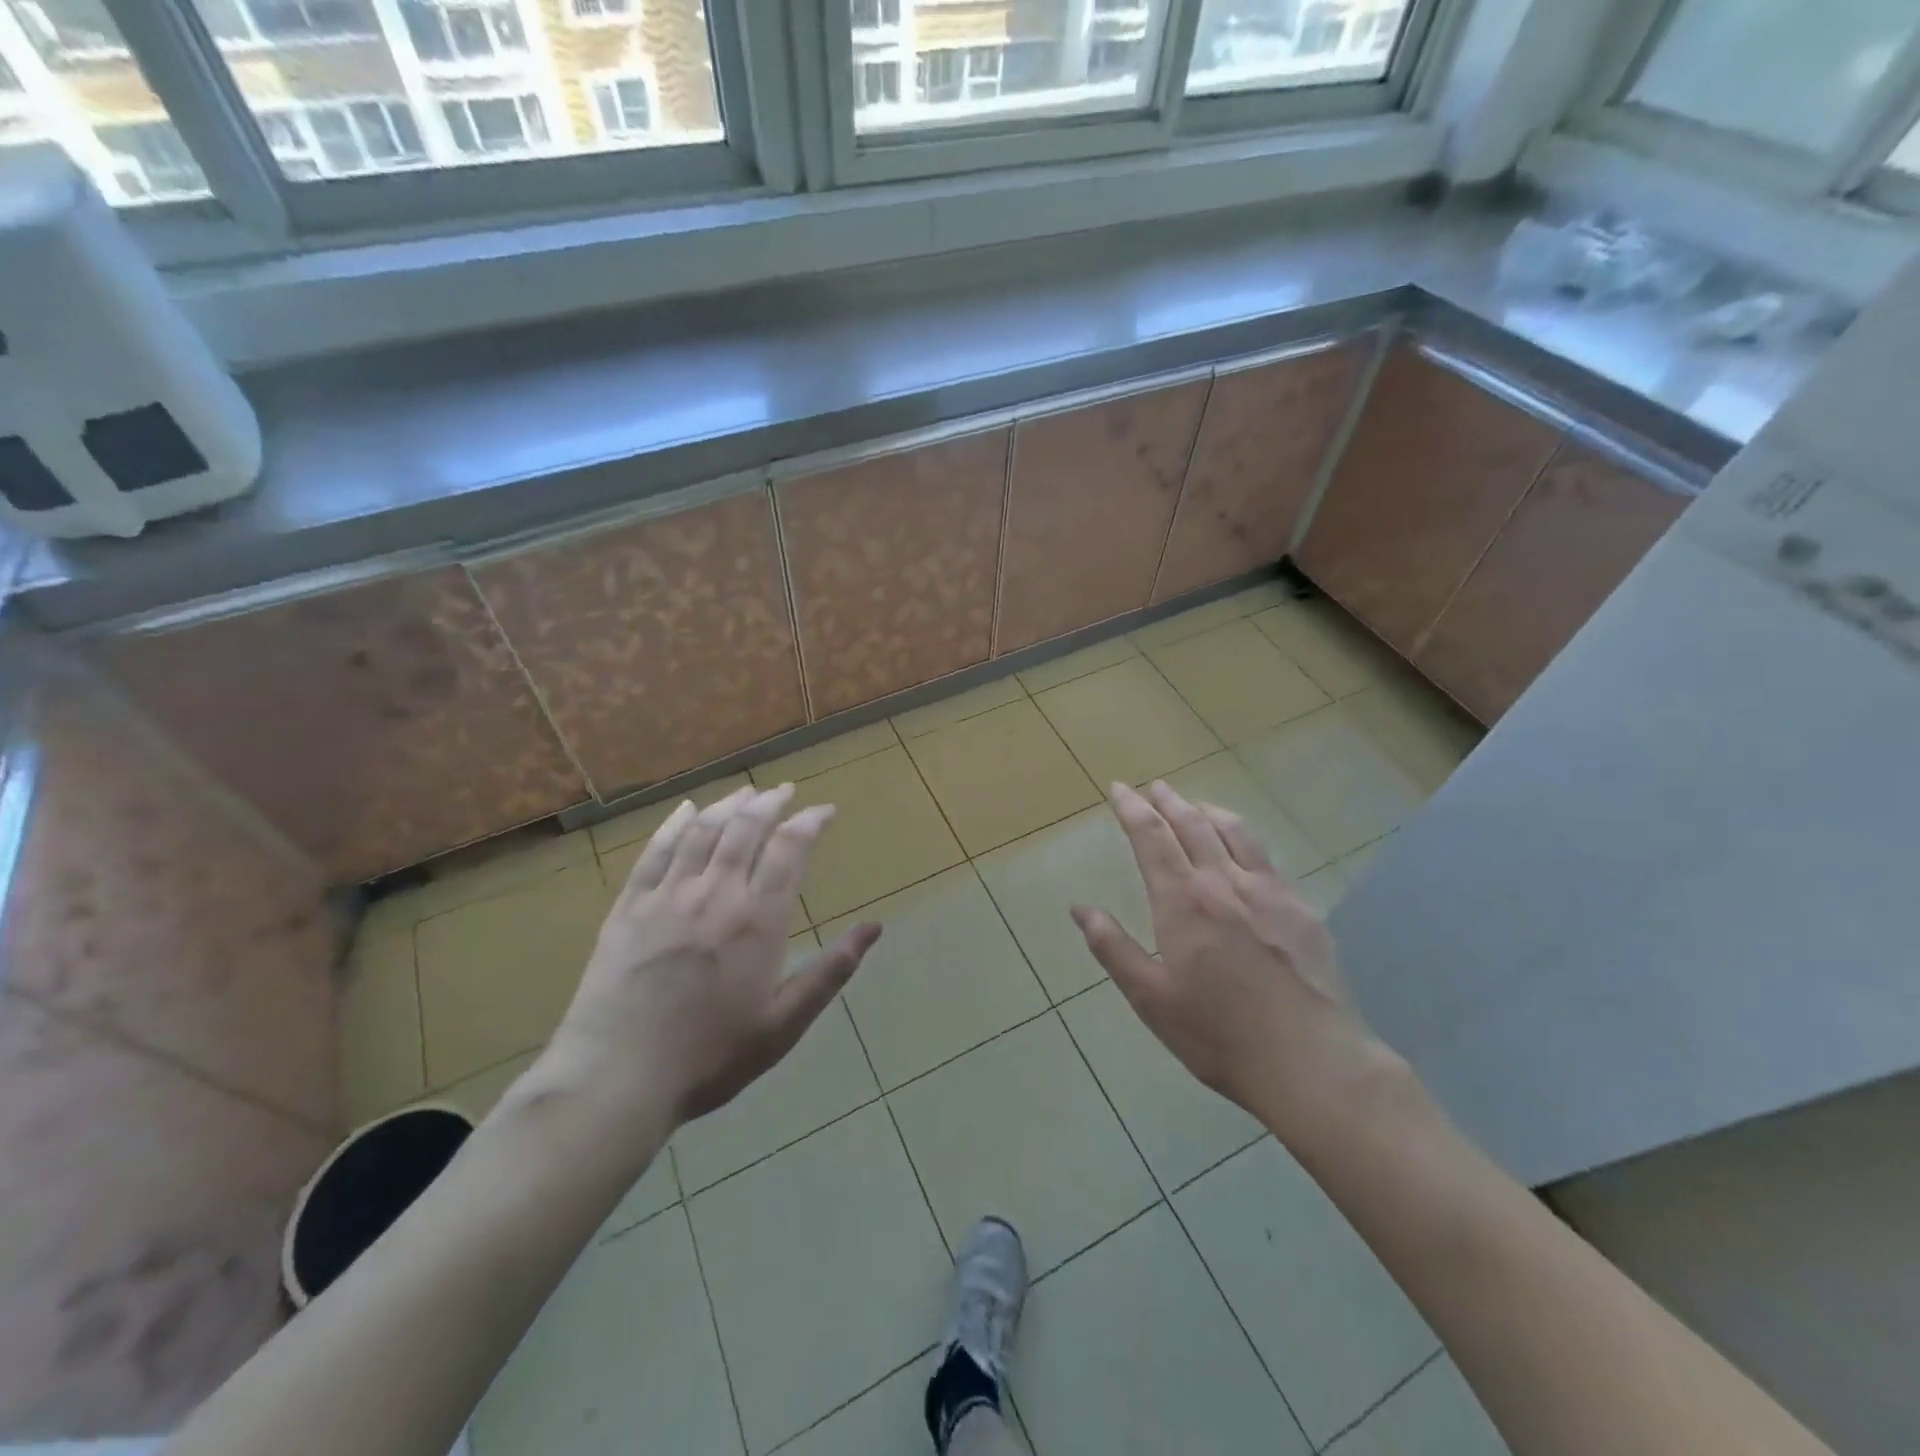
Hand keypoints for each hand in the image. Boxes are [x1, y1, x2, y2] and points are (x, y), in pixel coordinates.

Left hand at [550, 784, 880, 1128]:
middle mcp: (716, 894)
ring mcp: (667, 896)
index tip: (825, 810)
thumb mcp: (783, 1023)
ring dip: (728, 805)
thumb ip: (831, 971)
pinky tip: (687, 810)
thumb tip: (874, 928)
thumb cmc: (710, 1056)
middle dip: (770, 802)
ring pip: (703, 831)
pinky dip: (675, 824)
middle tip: (784, 790)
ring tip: (746, 792)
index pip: (790, 849)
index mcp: (758, 920)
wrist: (616, 1079)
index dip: (810, 821)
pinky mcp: (629, 907)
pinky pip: (655, 851)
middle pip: (746, 828)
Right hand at [1069, 781, 1396, 1139]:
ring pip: (1233, 831)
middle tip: (1153, 787)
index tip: (1119, 789)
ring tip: (1193, 804)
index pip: (1152, 839)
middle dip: (1168, 801)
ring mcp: (1268, 891)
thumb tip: (1079, 907)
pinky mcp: (1300, 907)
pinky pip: (1266, 855)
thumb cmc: (1219, 1035)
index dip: (1132, 809)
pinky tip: (1242, 846)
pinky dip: (1243, 835)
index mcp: (1183, 902)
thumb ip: (1113, 948)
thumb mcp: (1150, 998)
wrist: (1312, 1062)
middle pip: (1192, 825)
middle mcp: (1224, 882)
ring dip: (1207, 810)